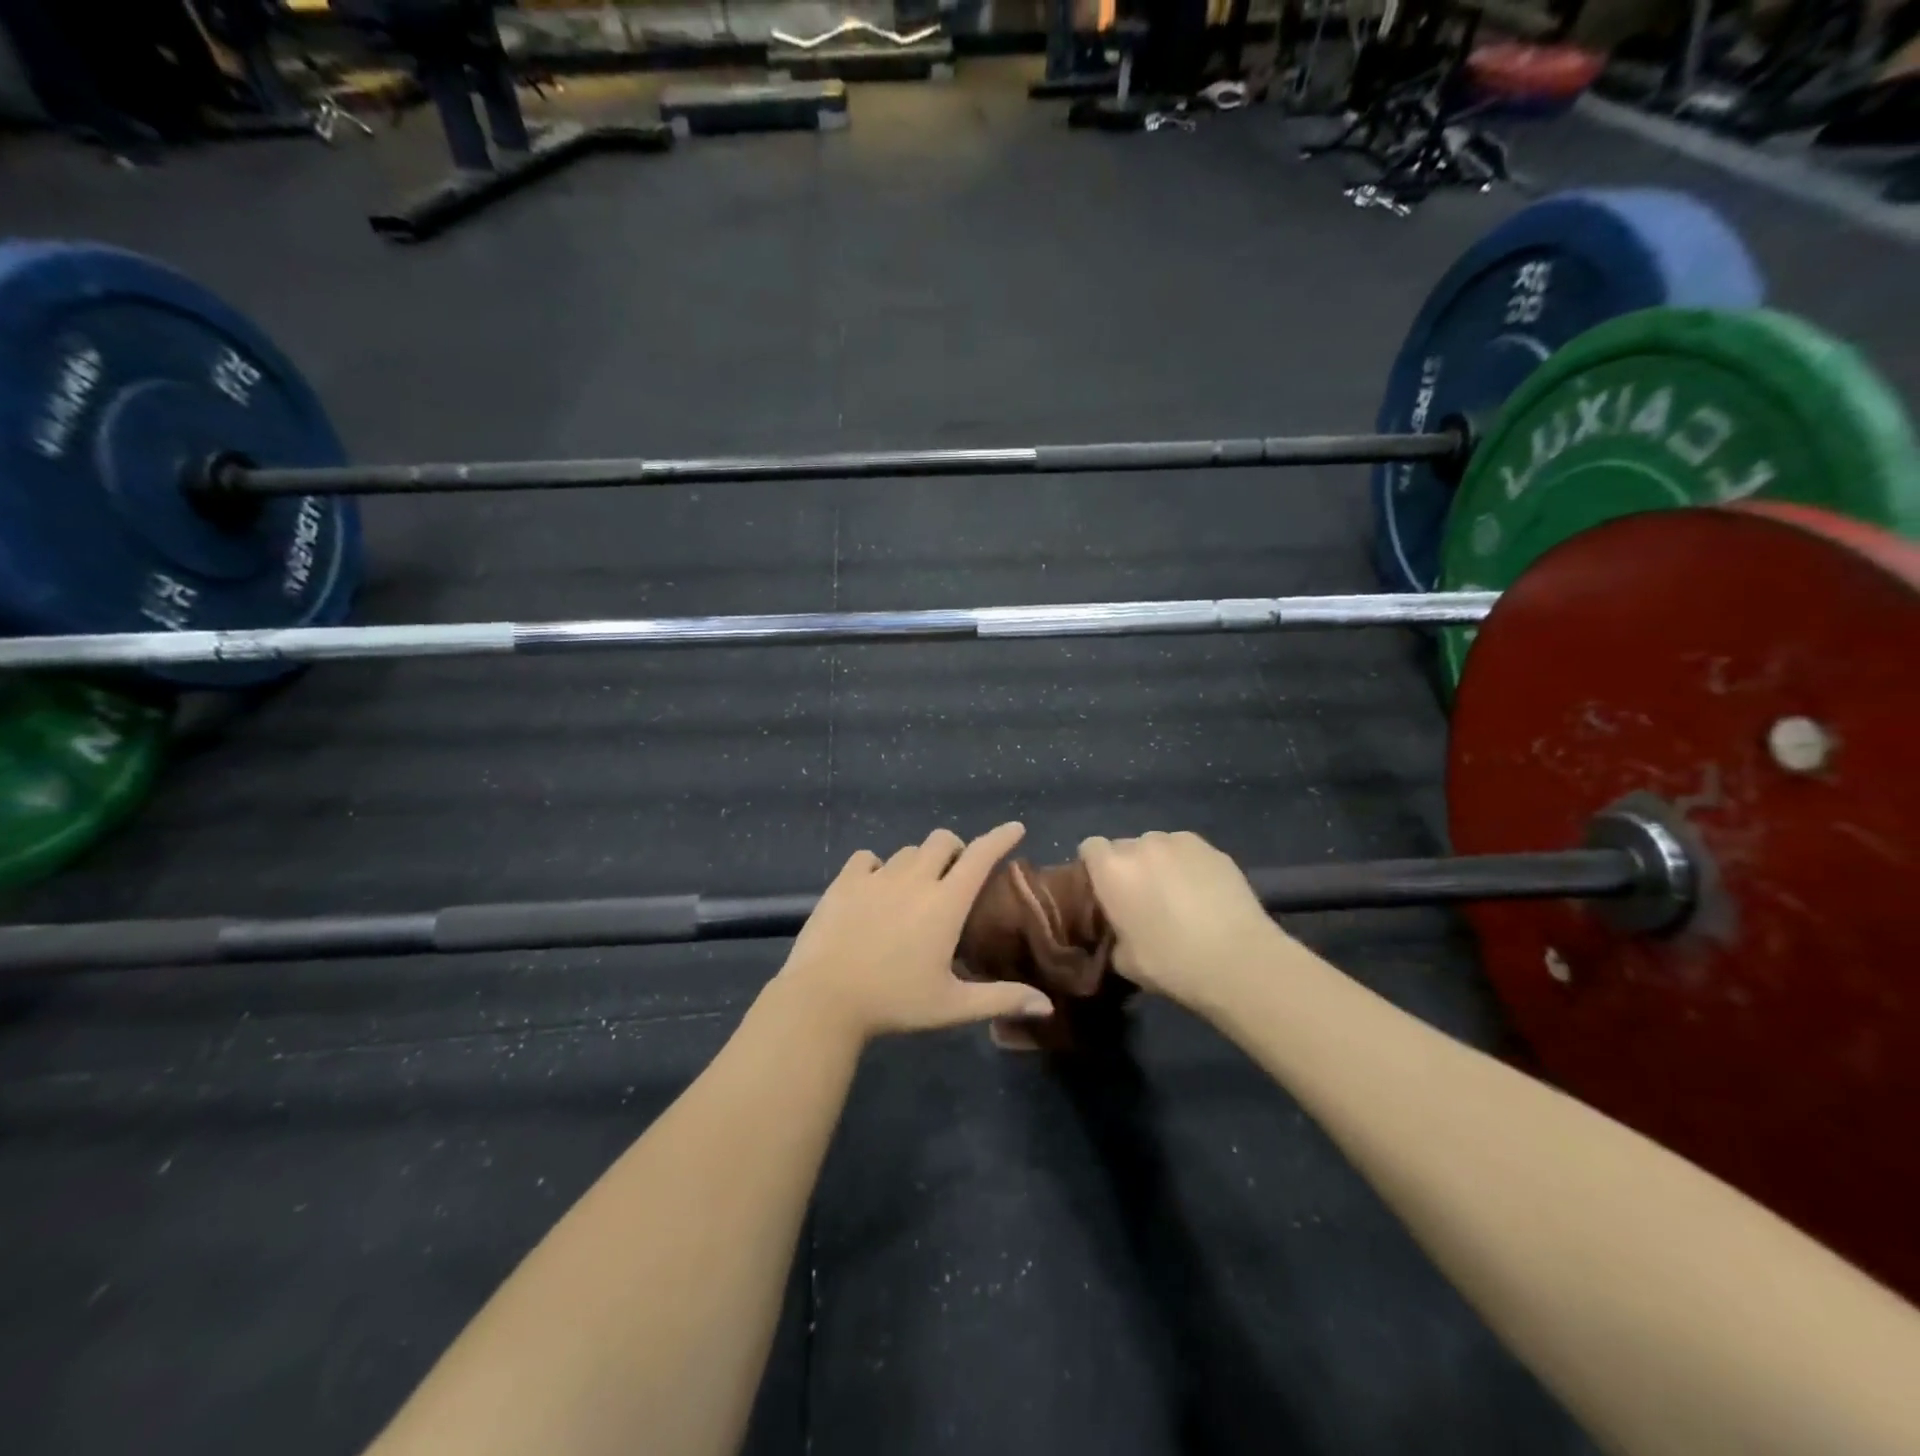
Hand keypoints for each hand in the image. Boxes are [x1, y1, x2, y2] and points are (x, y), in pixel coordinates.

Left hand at [774, 824, 1056, 1043]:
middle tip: (954, 875)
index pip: (980, 856)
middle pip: (942, 841)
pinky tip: (875, 887)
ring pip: (906, 851)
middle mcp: (914, 879)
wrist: (823, 1000)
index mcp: (945, 903)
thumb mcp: (952, 1006)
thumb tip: (1047, 1006)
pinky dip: (877, 866)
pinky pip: (867, 858)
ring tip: (914, 888)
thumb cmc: (894, 1003)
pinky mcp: (844, 881)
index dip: (1000, 838)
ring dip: (919, 861)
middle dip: (955, 849)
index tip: (1015, 828)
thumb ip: (1001, 999)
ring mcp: (876, 876)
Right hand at [1078, 831, 1287, 1007]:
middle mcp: (1142, 845)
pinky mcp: (1214, 849)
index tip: (1105, 891)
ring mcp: (1180, 842)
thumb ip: (1113, 933)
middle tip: (1143, 898)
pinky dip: (1190, 867)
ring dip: (1160, 864)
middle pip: (1125, 846)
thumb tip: (1120, 928)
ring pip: (1159, 846)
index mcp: (1112, 869)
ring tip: (1178, 895)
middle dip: (1129, 866)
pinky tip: (1205, 895)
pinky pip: (1189, 852)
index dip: (1095, 868)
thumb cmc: (1171, 963)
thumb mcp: (1123, 960)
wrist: (1237, 960)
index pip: (1090, 848)